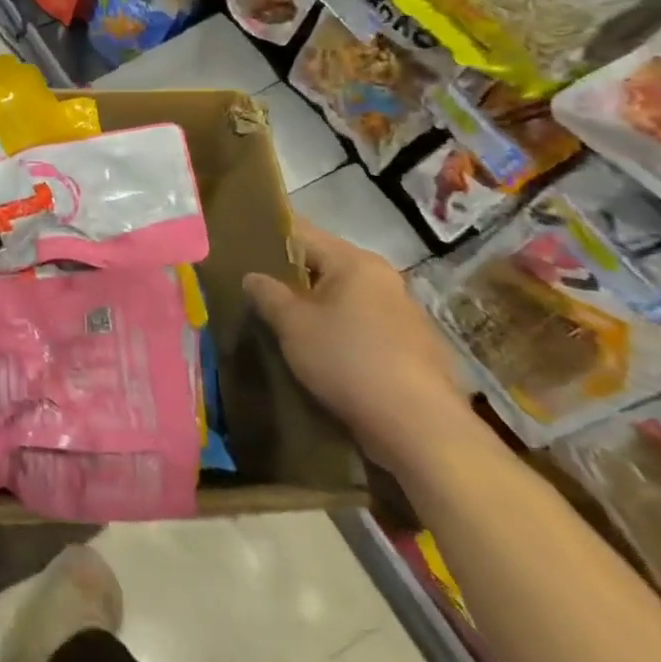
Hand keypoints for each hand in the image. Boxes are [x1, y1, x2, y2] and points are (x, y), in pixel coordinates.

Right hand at [243, 218, 469, 473]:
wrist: (419, 427)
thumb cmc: (347, 360)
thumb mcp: (292, 325)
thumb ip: (267, 294)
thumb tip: (252, 276)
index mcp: (356, 262)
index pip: (302, 234)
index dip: (269, 239)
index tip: (241, 249)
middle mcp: (384, 279)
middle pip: (325, 266)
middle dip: (291, 278)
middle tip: (257, 293)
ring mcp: (403, 314)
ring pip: (345, 298)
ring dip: (317, 308)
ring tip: (285, 326)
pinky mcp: (412, 348)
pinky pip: (363, 326)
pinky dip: (340, 332)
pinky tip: (321, 354)